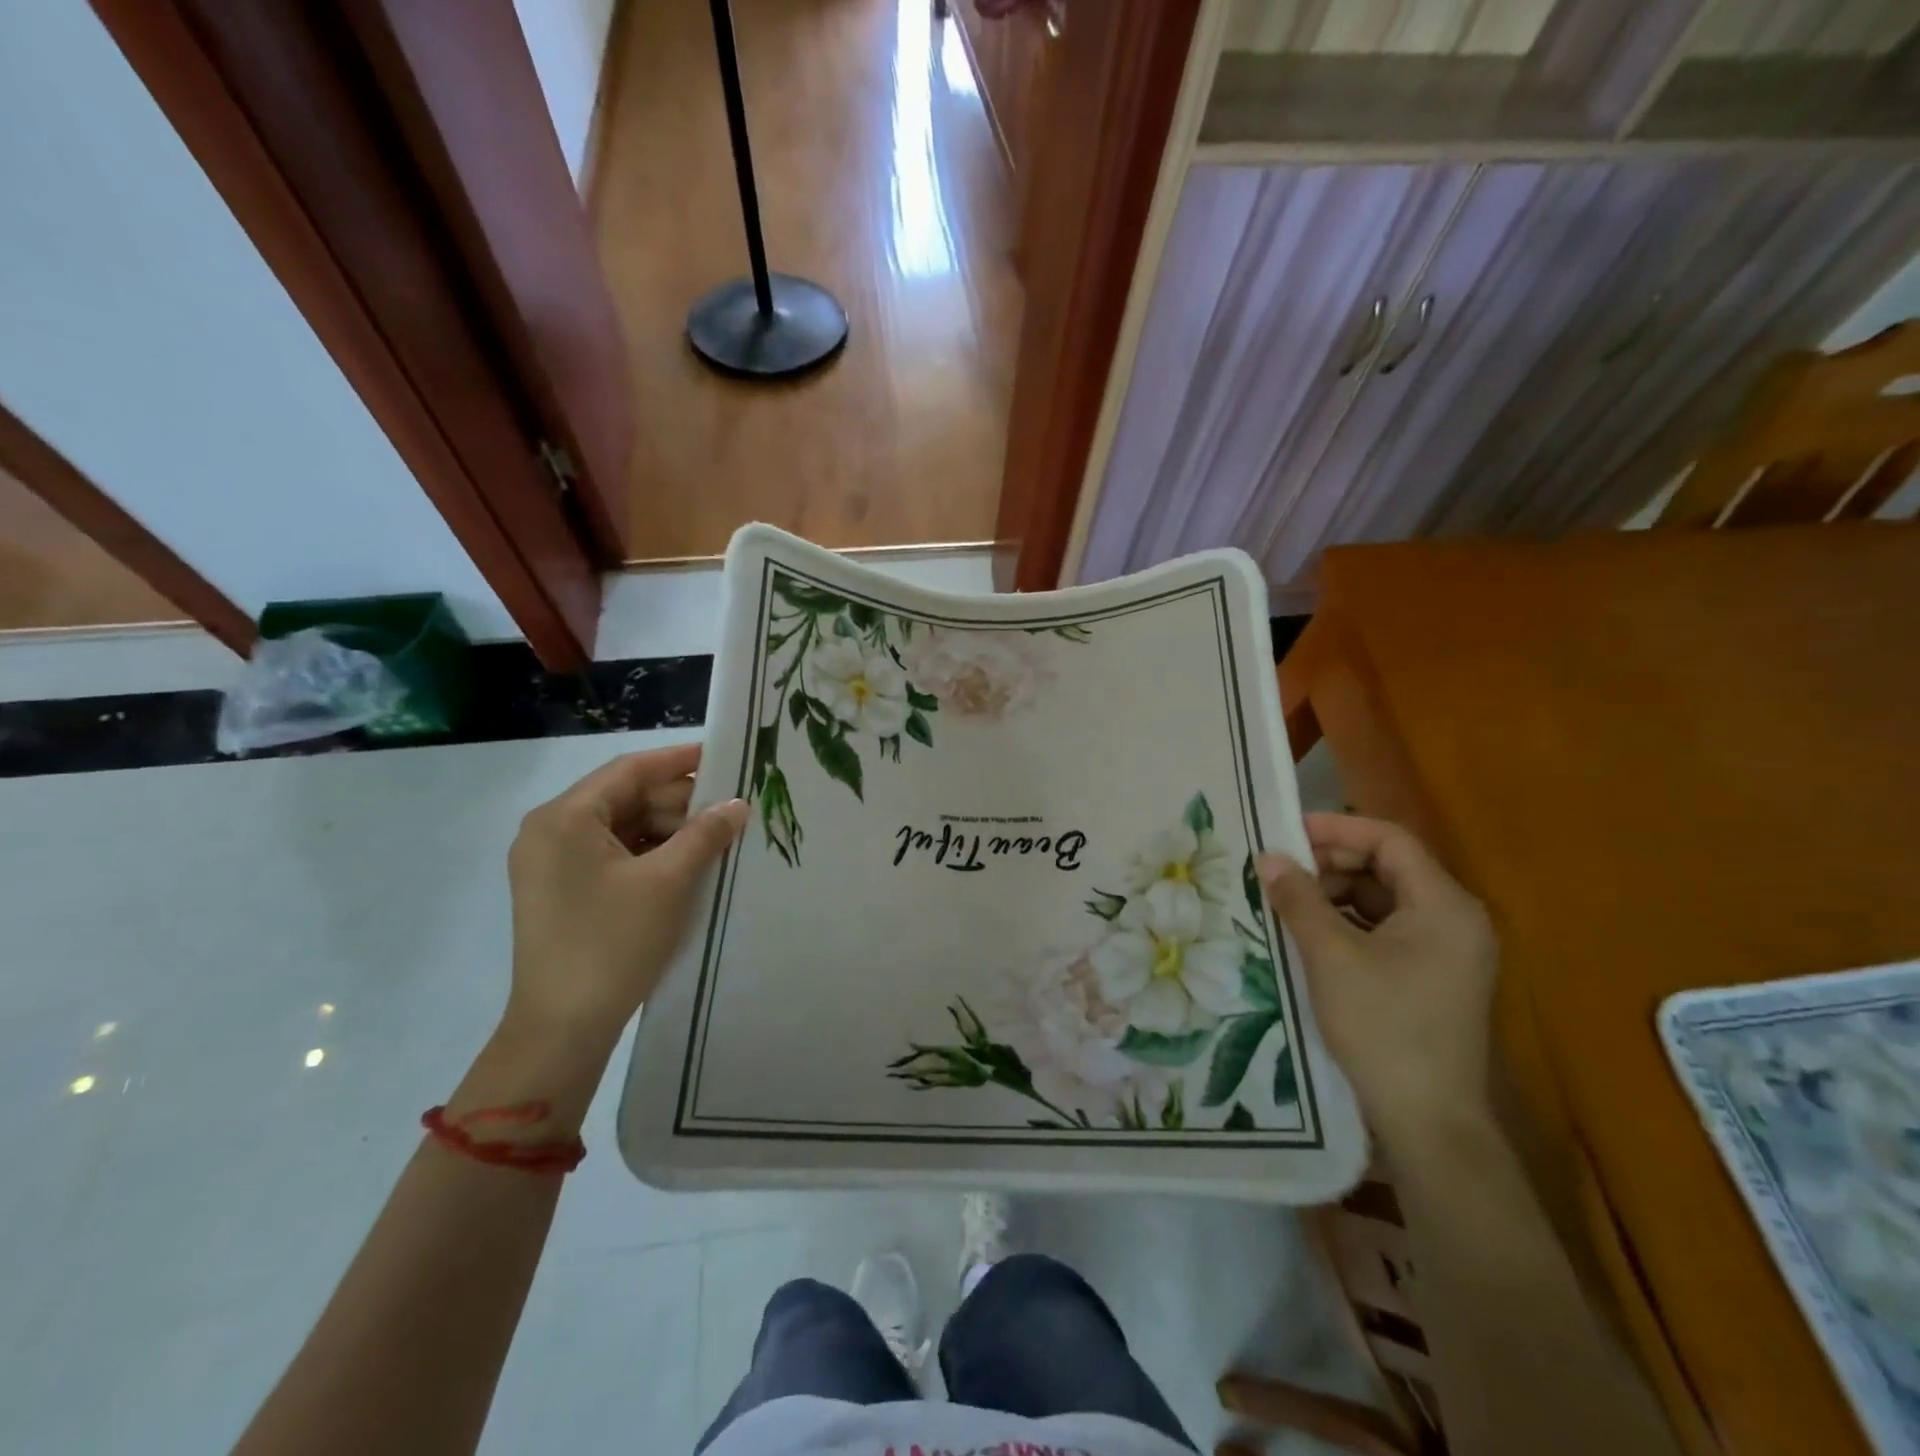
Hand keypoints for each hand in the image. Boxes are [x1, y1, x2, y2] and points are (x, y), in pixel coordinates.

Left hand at [504, 743, 746, 1049]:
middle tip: (730, 807)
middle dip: (679, 802)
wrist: (562, 1027)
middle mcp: (551, 831)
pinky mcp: (562, 890)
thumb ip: (705, 834)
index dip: (679, 760)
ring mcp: (552, 863)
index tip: (724, 756)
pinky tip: (688, 862)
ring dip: (668, 830)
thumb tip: (738, 804)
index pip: (629, 770)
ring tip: (717, 837)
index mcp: (565, 818)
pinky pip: (612, 855)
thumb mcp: (668, 882)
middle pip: (625, 798)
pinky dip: (650, 854)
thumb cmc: (612, 942)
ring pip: (621, 828)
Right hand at [1261, 813, 1498, 1147]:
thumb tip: (1268, 857)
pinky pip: (1386, 929)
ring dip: (1335, 892)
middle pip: (1388, 866)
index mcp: (1445, 905)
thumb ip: (1299, 899)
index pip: (1390, 840)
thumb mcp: (1331, 956)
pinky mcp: (1431, 975)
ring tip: (1287, 899)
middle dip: (1331, 861)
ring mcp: (1446, 950)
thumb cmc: (1383, 1027)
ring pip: (1383, 898)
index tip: (1286, 831)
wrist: (1427, 1121)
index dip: (1337, 828)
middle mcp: (1454, 919)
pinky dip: (1347, 921)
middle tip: (1279, 868)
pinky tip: (1309, 932)